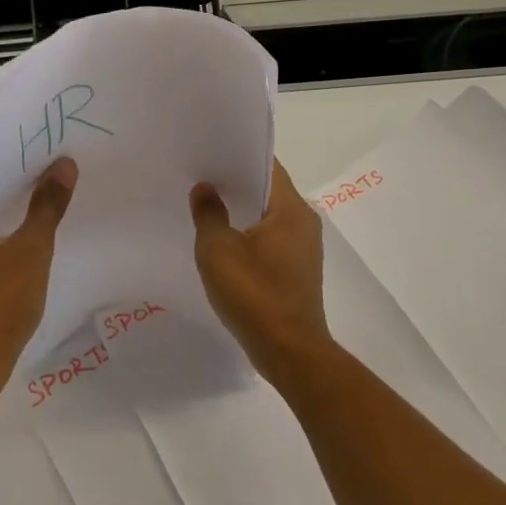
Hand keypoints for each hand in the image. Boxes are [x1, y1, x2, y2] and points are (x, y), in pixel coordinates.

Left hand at [0, 157, 77, 392]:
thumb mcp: (31, 248)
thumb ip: (47, 204)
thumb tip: (65, 163)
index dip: (15, 166)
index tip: (46, 154)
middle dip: (19, 191)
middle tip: (57, 172)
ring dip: (15, 217)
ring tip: (53, 198)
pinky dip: (8, 240)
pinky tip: (37, 236)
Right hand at [190, 161, 333, 389]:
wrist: (289, 352)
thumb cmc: (254, 294)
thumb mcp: (218, 250)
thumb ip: (209, 213)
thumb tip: (205, 189)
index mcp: (291, 209)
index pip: (266, 166)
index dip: (238, 156)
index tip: (211, 152)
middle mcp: (304, 222)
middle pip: (268, 190)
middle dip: (236, 184)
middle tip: (201, 177)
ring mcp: (304, 248)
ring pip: (268, 217)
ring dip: (241, 211)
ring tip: (206, 206)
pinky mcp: (297, 271)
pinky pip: (271, 240)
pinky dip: (249, 235)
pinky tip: (223, 243)